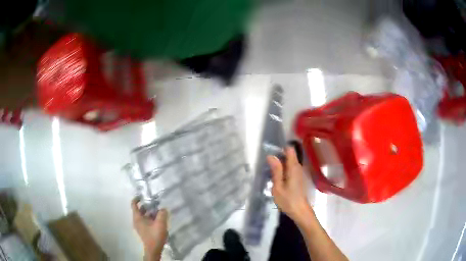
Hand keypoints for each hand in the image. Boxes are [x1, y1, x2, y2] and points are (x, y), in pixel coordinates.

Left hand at [132, 198, 167, 260]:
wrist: (154, 249)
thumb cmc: (155, 235)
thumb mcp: (160, 223)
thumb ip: (162, 214)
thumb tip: (163, 208)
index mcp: (137, 217)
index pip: (134, 204)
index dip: (137, 198)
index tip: (143, 195)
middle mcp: (136, 221)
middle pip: (139, 210)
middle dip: (147, 205)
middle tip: (155, 203)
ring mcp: (140, 226)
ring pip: (143, 216)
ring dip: (150, 212)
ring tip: (159, 211)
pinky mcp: (144, 230)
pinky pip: (146, 221)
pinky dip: (150, 218)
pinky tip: (159, 220)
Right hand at [267, 146, 313, 222]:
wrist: (300, 211)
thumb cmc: (288, 200)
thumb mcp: (278, 186)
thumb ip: (276, 170)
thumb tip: (271, 156)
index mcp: (293, 167)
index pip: (290, 149)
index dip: (280, 148)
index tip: (270, 151)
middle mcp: (298, 167)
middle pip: (289, 155)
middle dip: (279, 156)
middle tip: (267, 163)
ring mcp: (299, 173)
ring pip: (290, 162)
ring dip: (280, 163)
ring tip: (270, 169)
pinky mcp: (298, 178)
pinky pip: (290, 168)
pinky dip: (284, 169)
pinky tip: (277, 177)